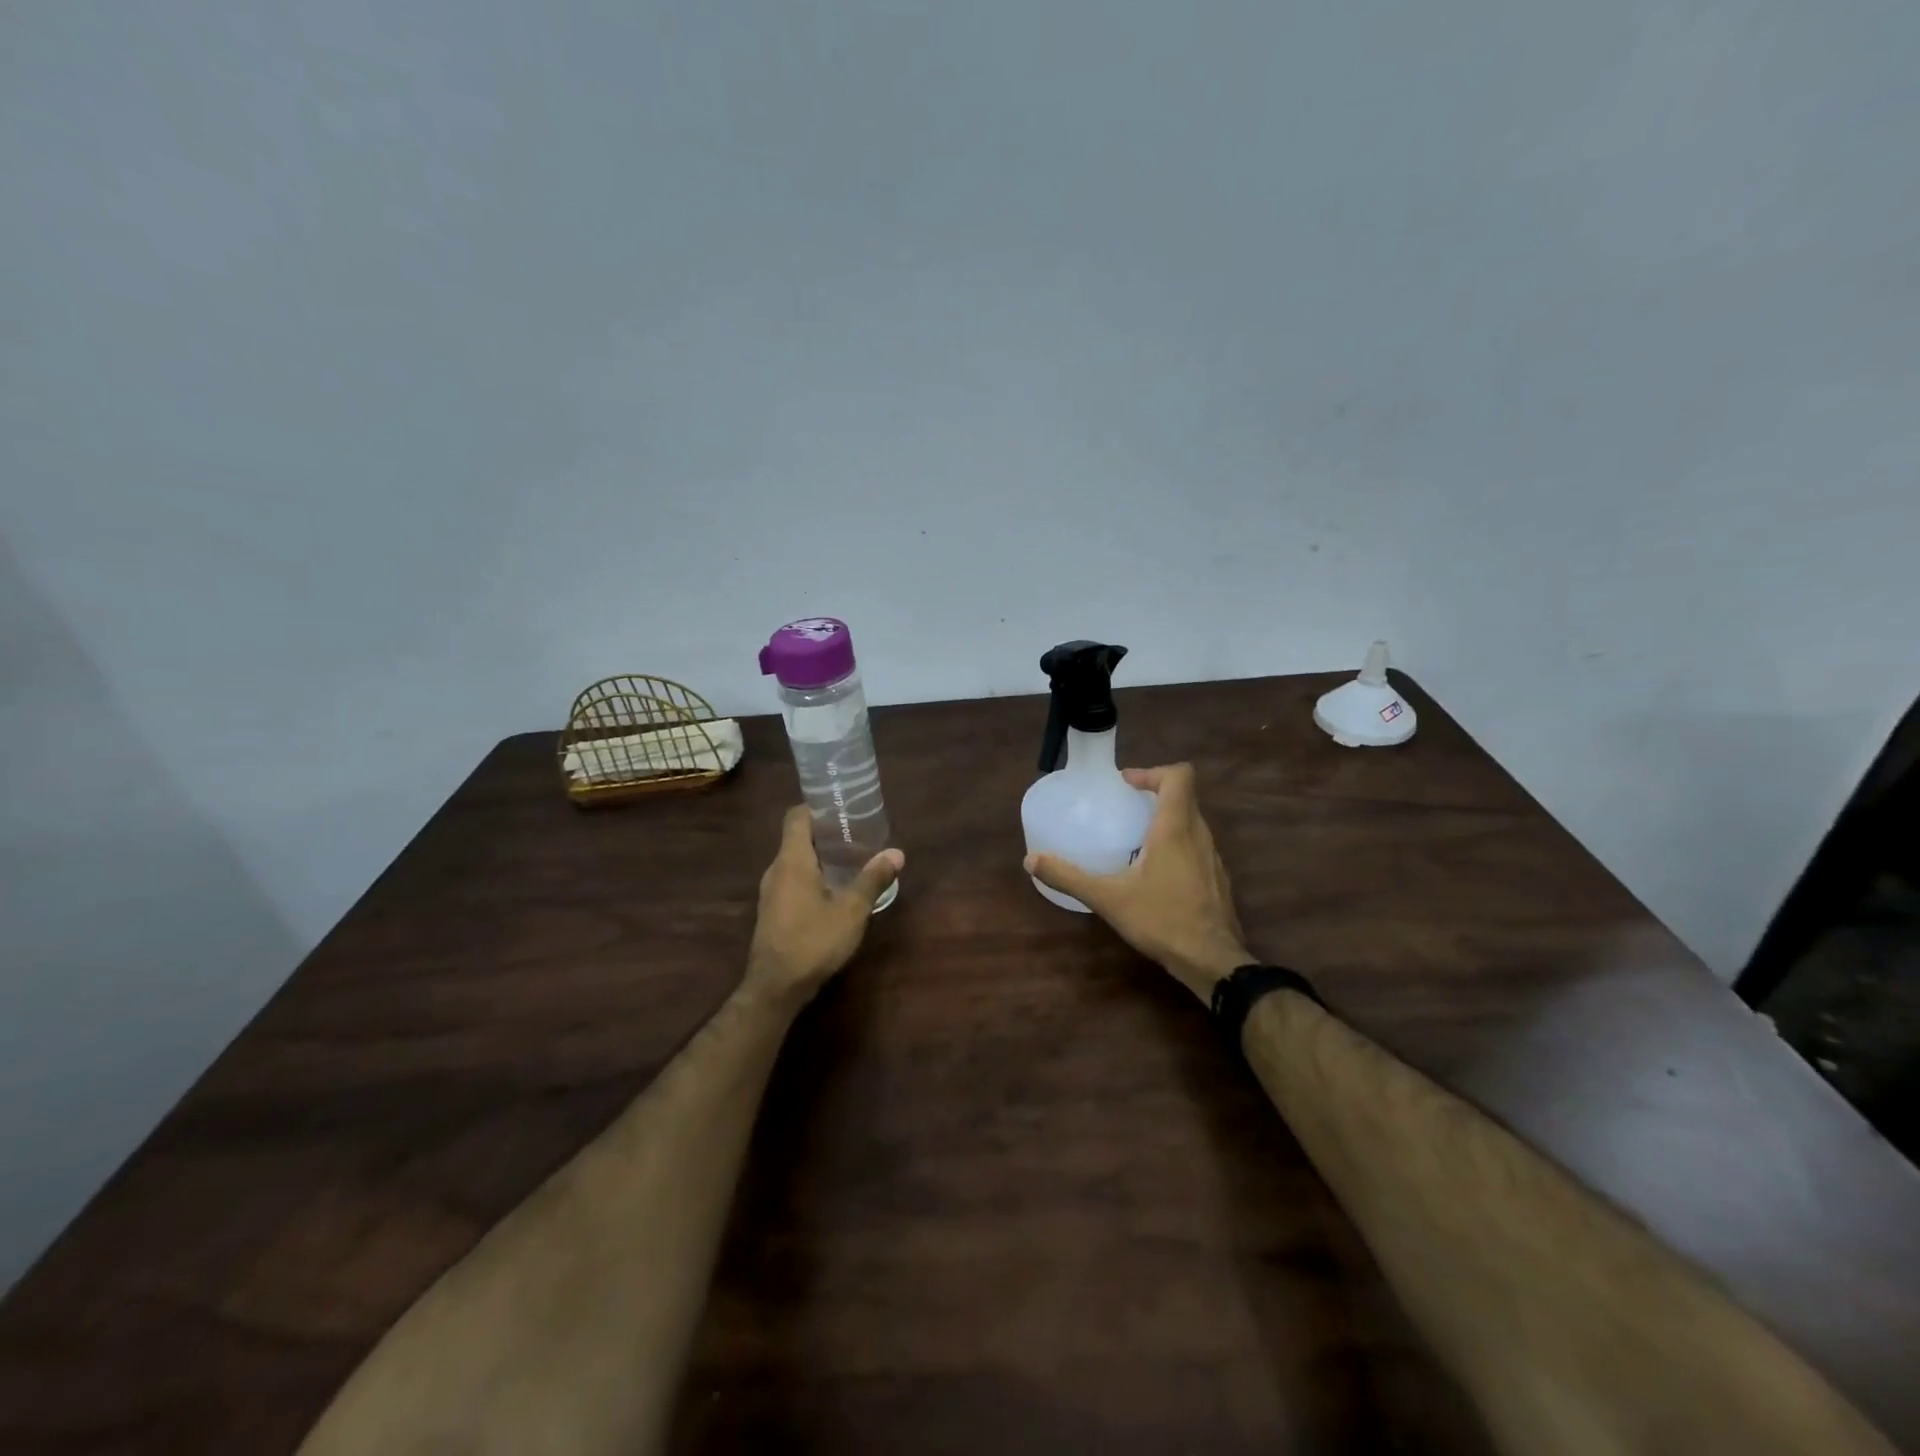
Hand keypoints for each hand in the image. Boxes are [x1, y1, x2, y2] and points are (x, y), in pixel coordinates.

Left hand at [744, 805, 903, 1003]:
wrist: (775, 988)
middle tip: (857, 833)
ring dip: (819, 856)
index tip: (843, 807)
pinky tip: (834, 889)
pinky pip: (791, 879)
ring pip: (794, 860)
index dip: (817, 806)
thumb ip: (872, 879)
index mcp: (792, 860)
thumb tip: (896, 853)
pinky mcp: (772, 910)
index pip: (796, 816)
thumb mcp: (851, 911)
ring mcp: (770, 891)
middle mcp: (776, 869)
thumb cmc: (813, 941)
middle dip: (825, 832)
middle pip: (796, 837)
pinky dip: (811, 875)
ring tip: (850, 859)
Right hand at [1025, 763, 1248, 1002]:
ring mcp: (1213, 858)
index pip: (1179, 776)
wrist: (1213, 961)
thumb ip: (1069, 877)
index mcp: (1175, 828)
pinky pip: (1197, 847)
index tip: (1127, 784)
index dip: (1153, 771)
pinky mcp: (1217, 880)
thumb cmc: (1162, 920)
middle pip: (1184, 797)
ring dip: (1166, 820)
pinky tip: (1155, 873)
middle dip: (1154, 795)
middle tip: (1125, 806)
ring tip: (1136, 838)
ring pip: (1192, 823)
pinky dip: (1177, 845)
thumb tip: (1031, 861)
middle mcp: (1199, 835)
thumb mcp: (1108, 898)